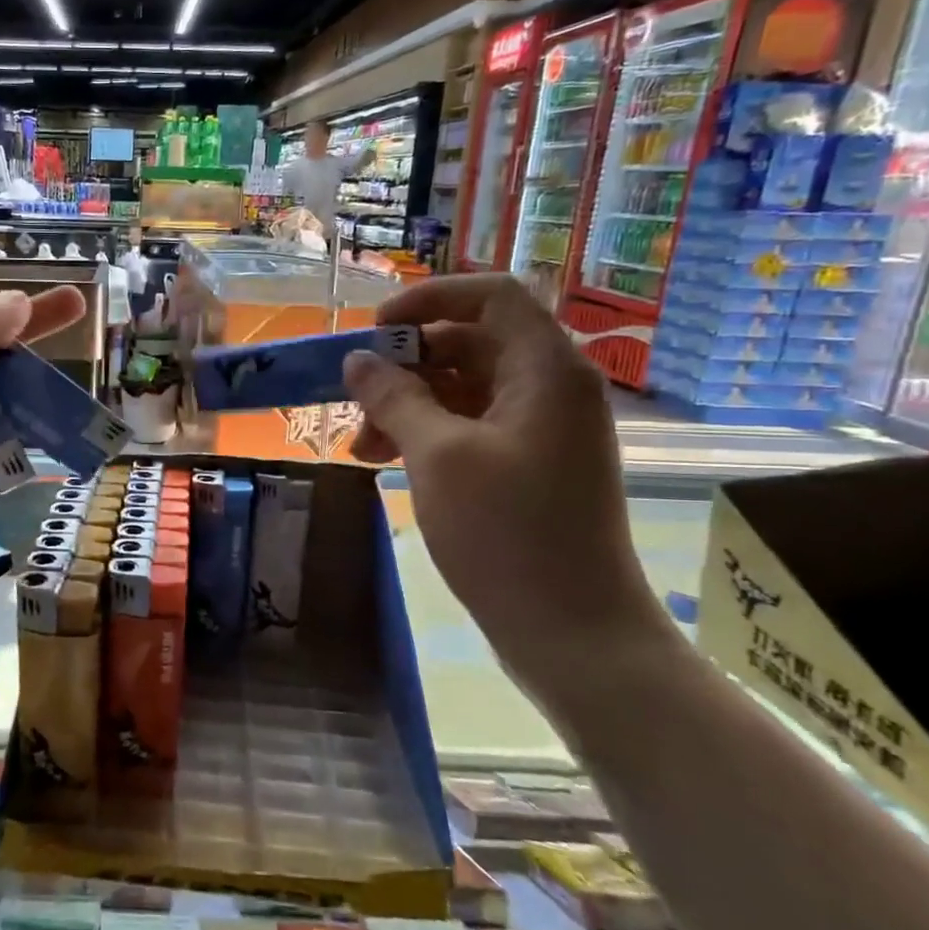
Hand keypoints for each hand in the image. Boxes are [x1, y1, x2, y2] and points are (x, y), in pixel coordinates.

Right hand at [342, 275, 664, 694]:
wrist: (573, 633)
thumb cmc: (506, 533)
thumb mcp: (436, 456)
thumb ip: (394, 397)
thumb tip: (357, 361)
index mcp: (546, 370)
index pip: (492, 296)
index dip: (430, 298)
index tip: (376, 329)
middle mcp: (550, 389)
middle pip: (471, 343)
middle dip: (406, 364)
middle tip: (355, 395)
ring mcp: (541, 430)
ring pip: (464, 390)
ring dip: (407, 405)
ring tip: (361, 446)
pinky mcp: (528, 466)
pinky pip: (470, 427)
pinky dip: (426, 435)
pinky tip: (385, 461)